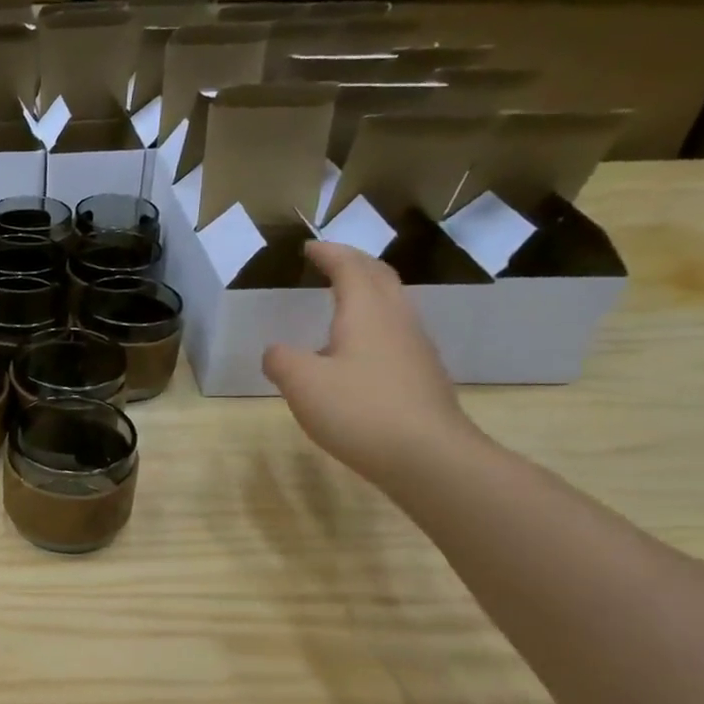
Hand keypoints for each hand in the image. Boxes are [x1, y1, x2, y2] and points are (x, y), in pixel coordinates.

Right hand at [263, 241, 478, 486]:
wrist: (427, 456)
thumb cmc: (359, 410)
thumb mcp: (302, 384)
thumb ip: (281, 360)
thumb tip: (276, 352)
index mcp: (366, 312)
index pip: (349, 268)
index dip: (329, 253)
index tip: (309, 247)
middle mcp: (396, 320)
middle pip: (380, 277)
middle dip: (354, 264)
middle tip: (331, 262)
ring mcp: (416, 348)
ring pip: (393, 305)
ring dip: (369, 293)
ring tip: (344, 301)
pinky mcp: (422, 376)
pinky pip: (396, 334)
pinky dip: (375, 325)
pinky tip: (359, 352)